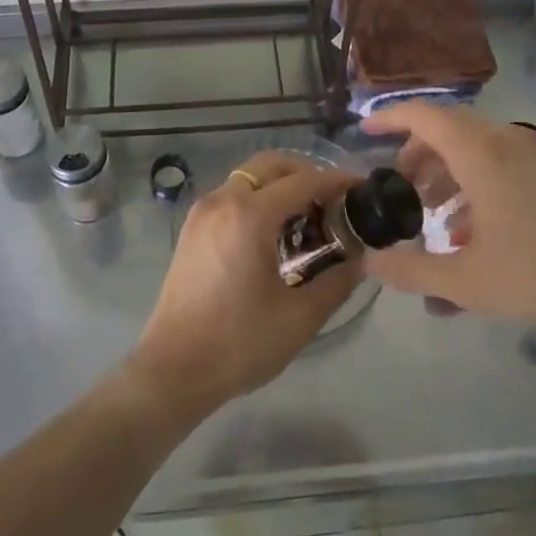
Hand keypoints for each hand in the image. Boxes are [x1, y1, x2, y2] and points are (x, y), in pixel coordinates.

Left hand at [128, 152, 359, 420]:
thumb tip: (360, 259)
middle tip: (333, 202)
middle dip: (306, 174)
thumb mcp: (300, 317)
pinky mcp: (192, 228)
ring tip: (307, 220)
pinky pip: (232, 196)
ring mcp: (202, 212)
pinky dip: (258, 199)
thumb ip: (337, 281)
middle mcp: (223, 201)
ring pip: (249, 178)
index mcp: (249, 215)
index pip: (303, 182)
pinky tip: (274, 234)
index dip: (336, 181)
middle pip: (271, 165)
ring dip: (281, 186)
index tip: (362, 188)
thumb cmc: (238, 343)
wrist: (173, 370)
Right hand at [361, 104, 535, 355]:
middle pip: (449, 128)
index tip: (364, 130)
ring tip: (433, 210)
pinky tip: (472, 224)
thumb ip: (412, 270)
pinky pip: (500, 157)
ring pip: (476, 143)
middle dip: (417, 151)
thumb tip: (369, 264)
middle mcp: (507, 140)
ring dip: (447, 168)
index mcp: (481, 154)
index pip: (425, 116)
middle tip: (399, 185)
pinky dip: (475, 176)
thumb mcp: (467, 281)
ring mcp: (535, 152)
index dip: (390, 118)